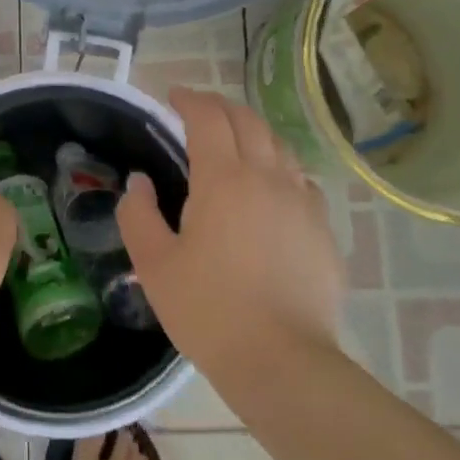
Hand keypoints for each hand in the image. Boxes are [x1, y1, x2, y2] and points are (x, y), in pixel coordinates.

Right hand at [117, 87, 344, 379]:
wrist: (282, 361)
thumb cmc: (209, 310)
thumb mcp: (154, 264)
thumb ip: (138, 214)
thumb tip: (140, 183)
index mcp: (223, 178)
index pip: (208, 117)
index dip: (189, 99)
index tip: (172, 97)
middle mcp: (267, 177)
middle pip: (248, 121)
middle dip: (220, 107)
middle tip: (198, 112)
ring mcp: (302, 201)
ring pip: (279, 145)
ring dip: (253, 132)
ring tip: (234, 142)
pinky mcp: (322, 229)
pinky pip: (301, 179)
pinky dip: (280, 167)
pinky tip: (271, 188)